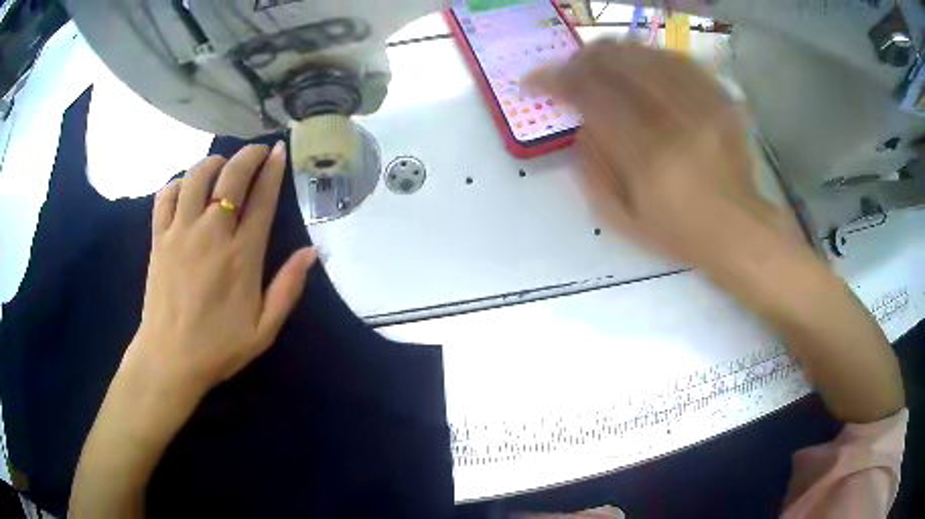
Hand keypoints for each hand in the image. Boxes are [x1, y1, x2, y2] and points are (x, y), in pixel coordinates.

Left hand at [126, 142, 316, 409]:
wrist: (169, 360)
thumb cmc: (218, 347)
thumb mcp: (264, 329)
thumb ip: (288, 288)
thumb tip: (312, 251)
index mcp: (242, 256)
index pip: (261, 199)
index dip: (272, 170)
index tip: (279, 151)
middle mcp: (211, 234)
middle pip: (230, 177)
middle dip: (247, 155)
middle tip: (257, 151)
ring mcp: (181, 233)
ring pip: (195, 177)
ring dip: (212, 163)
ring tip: (221, 166)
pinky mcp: (159, 239)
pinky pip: (165, 196)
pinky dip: (177, 184)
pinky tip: (184, 188)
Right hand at [525, 41, 789, 272]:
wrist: (739, 230)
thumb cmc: (679, 232)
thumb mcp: (623, 218)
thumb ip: (593, 168)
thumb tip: (581, 122)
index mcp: (649, 156)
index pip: (591, 94)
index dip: (556, 80)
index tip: (536, 81)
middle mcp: (677, 120)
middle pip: (618, 62)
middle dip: (582, 59)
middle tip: (569, 68)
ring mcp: (704, 104)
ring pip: (646, 54)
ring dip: (614, 53)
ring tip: (599, 63)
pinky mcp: (721, 98)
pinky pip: (678, 61)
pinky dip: (650, 57)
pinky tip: (640, 66)